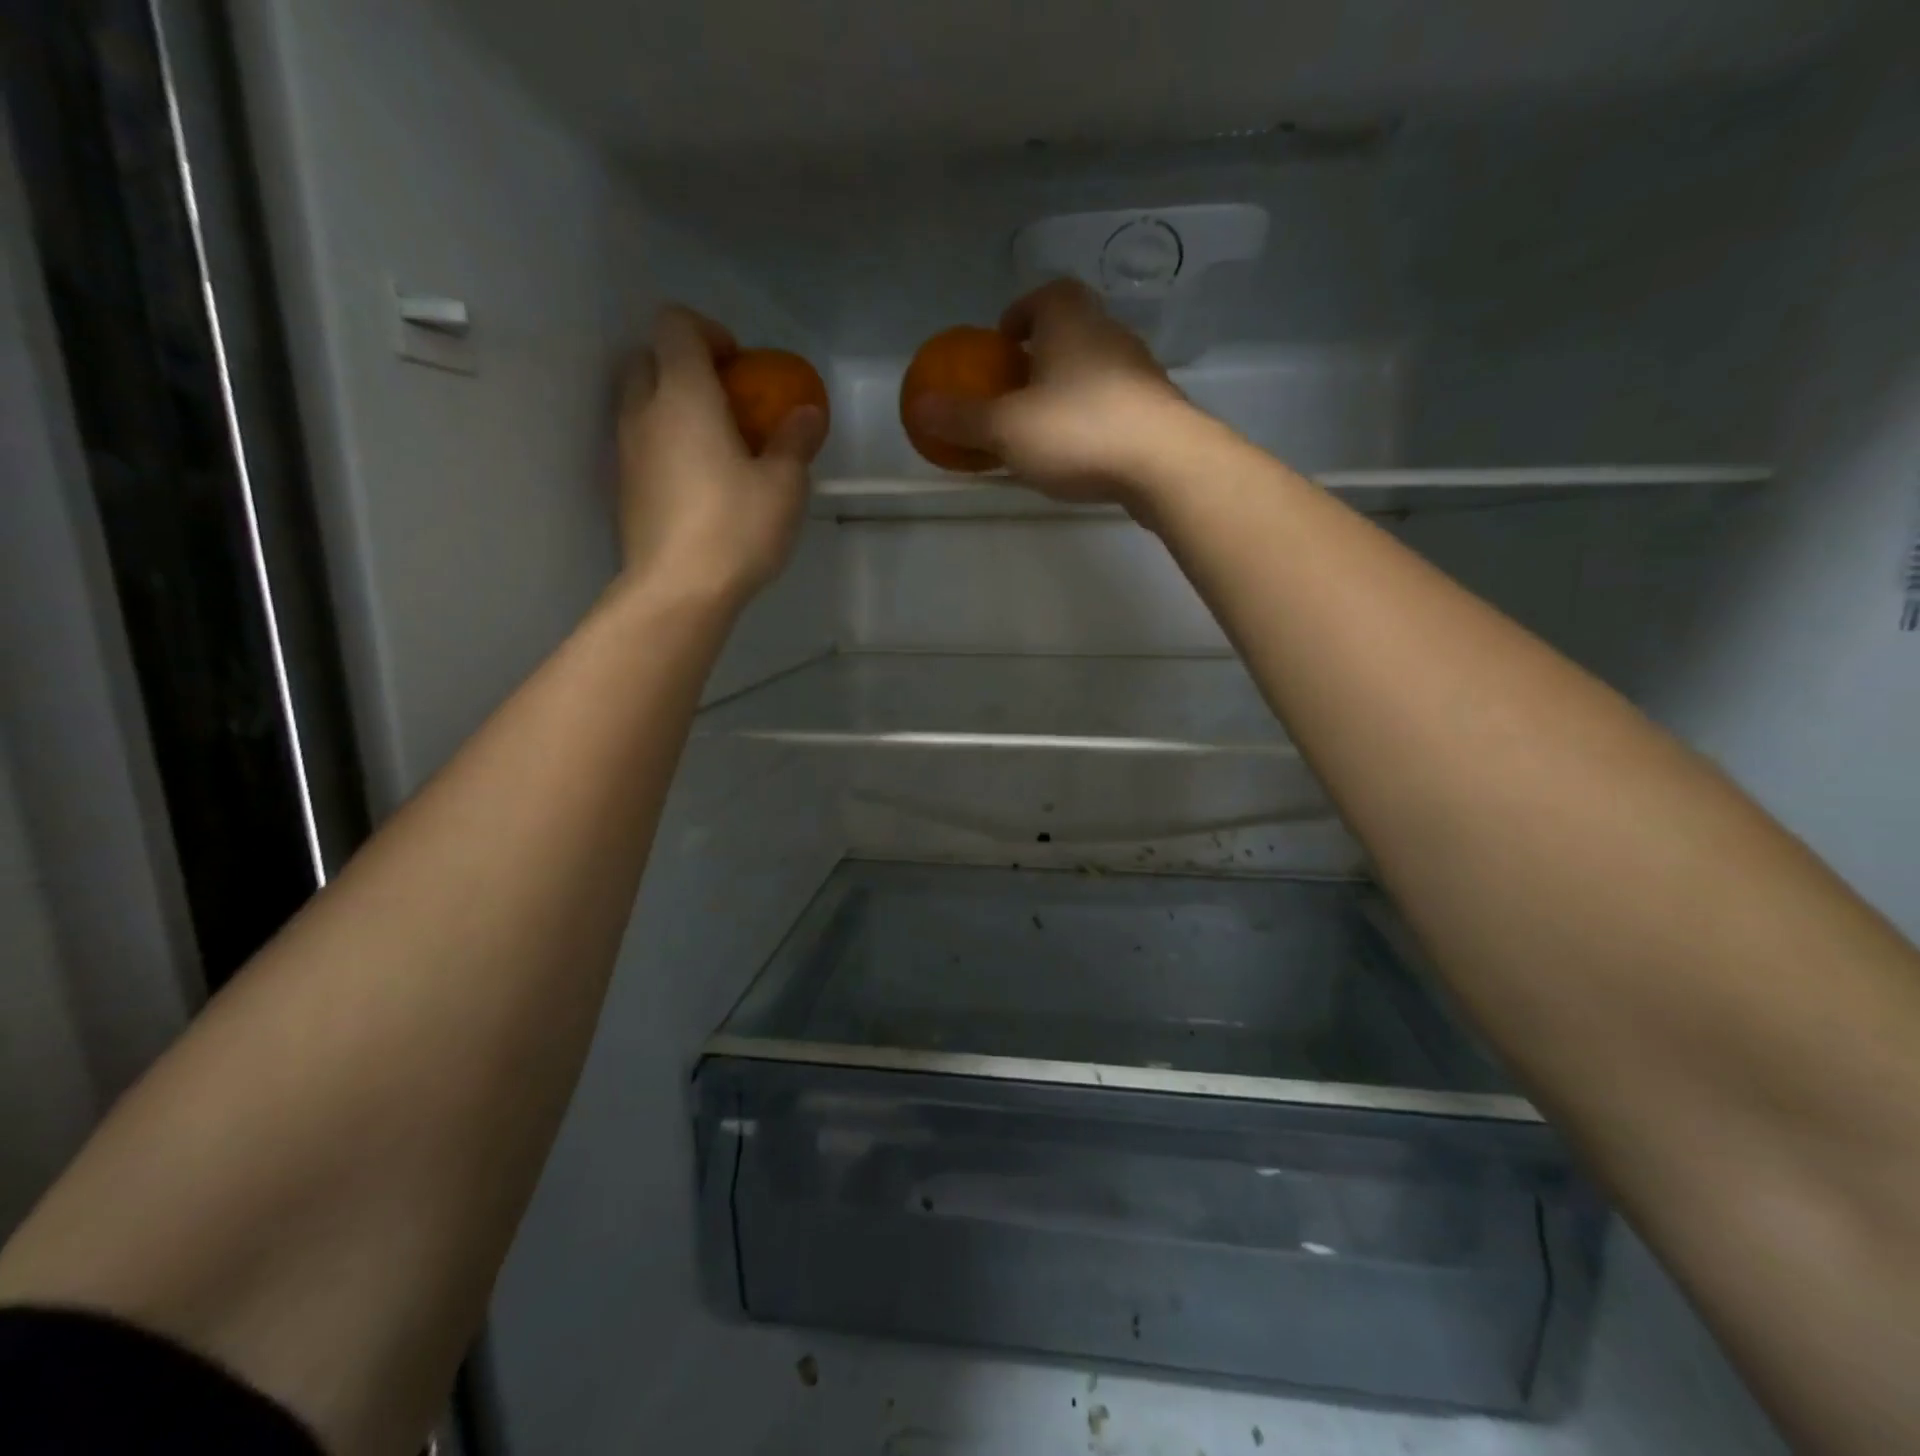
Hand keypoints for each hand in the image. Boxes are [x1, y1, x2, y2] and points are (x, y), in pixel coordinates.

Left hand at [615, 306, 825, 603]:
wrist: (678, 591)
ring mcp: (627, 450)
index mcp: (684, 395)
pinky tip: (699, 483)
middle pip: (648, 358)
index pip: (676, 325)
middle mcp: (644, 411)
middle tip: (726, 402)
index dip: (708, 332)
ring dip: (673, 407)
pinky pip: (640, 443)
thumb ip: (795, 441)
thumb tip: (806, 414)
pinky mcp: (623, 487)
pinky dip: (665, 443)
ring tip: (716, 446)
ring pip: (640, 402)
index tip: (740, 367)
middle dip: (684, 366)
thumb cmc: (736, 528)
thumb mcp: (784, 485)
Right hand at [906, 279, 1190, 511]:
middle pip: (1071, 332)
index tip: (1002, 343)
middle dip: (1041, 356)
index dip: (1020, 314)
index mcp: (1071, 322)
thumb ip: (962, 419)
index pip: (1045, 294)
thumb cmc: (1078, 431)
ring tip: (1043, 429)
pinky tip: (1080, 454)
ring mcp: (1140, 373)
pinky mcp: (1157, 411)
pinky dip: (1092, 419)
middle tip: (1015, 391)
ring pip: (1095, 370)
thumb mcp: (1006, 428)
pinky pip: (1114, 405)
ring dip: (1068, 390)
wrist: (1165, 464)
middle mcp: (1109, 335)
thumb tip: (919, 407)